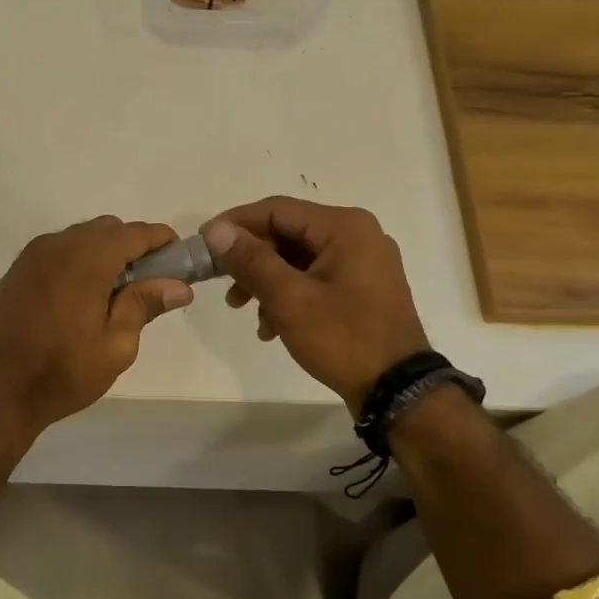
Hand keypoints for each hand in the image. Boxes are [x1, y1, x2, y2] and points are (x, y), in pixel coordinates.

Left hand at [0, 217, 193, 444]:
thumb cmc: (64, 371)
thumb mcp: (116, 345)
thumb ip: (145, 305)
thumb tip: (179, 285)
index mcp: (87, 258)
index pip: (136, 232)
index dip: (162, 242)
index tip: (179, 263)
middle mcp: (57, 245)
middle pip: (107, 229)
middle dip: (132, 247)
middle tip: (146, 285)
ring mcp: (32, 256)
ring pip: (80, 238)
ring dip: (103, 253)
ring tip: (113, 295)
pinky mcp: (17, 272)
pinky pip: (57, 252)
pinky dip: (77, 262)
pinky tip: (80, 298)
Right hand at [202, 198, 429, 415]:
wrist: (396, 389)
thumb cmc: (343, 338)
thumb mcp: (289, 299)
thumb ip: (251, 260)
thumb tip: (215, 230)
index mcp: (344, 227)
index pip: (276, 209)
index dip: (235, 224)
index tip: (203, 243)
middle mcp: (356, 234)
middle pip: (287, 233)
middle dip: (250, 259)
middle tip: (221, 284)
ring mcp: (362, 262)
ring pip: (297, 258)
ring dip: (265, 281)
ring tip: (243, 310)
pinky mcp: (361, 287)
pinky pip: (313, 278)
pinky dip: (288, 295)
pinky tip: (271, 327)